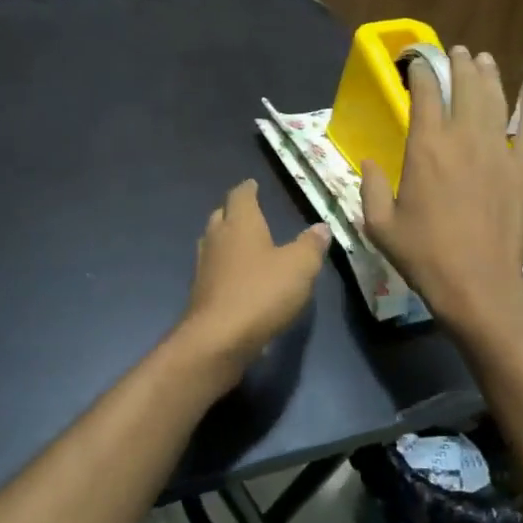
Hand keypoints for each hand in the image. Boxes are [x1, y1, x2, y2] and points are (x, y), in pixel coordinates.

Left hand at [182, 180, 329, 366]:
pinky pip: (213, 269)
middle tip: (249, 212)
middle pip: (221, 215)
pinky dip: (224, 267)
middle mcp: (217, 238)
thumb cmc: (262, 293)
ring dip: (226, 239)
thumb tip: (321, 227)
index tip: (253, 184)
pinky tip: (237, 278)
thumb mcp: (299, 267)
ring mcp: (204, 266)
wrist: (218, 338)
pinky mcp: (200, 293)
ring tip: (243, 243)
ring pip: (213, 242)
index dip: (248, 189)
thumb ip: (311, 245)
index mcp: (240, 223)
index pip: (240, 195)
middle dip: (234, 212)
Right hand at [360, 45, 522, 333]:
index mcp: (425, 149)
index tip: (416, 63)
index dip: (421, 73)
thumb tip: (370, 163)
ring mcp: (498, 152)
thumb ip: (370, 187)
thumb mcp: (379, 224)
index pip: (424, 95)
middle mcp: (463, 139)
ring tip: (483, 58)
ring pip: (495, 100)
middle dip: (458, 64)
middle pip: (464, 88)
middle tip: (455, 51)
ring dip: (488, 75)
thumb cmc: (423, 254)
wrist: (477, 282)